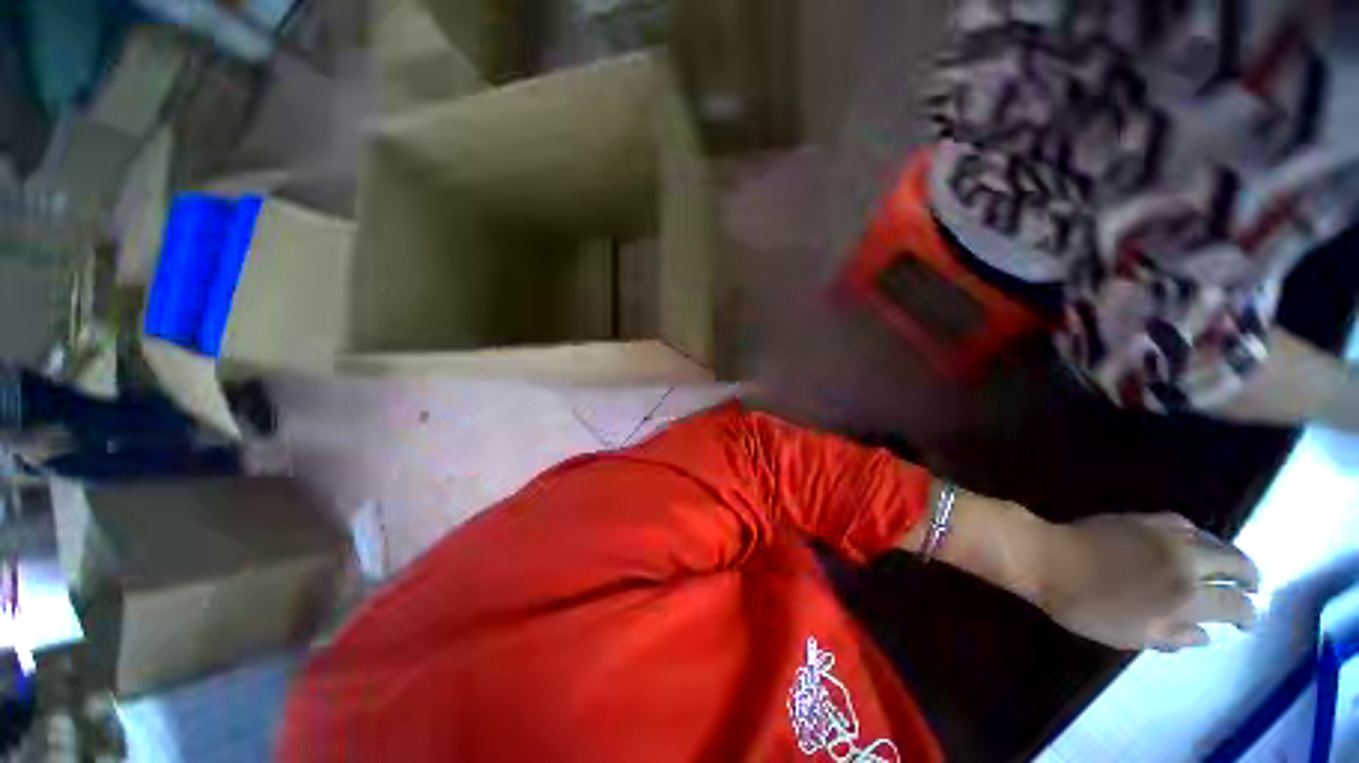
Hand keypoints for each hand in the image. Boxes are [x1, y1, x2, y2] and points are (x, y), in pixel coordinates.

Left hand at [1035, 513, 1259, 650]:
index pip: (1235, 604)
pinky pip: (1184, 525)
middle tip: (1254, 588)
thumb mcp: (1131, 636)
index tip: (1250, 623)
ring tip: (1231, 568)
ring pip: (1215, 540)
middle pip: (1236, 563)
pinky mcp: (1143, 518)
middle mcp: (1186, 560)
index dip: (1249, 615)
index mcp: (1187, 596)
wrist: (1046, 557)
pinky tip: (1194, 544)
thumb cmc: (1085, 605)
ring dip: (1229, 555)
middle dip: (1250, 577)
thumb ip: (1174, 637)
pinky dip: (1199, 536)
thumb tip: (1206, 637)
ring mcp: (1165, 534)